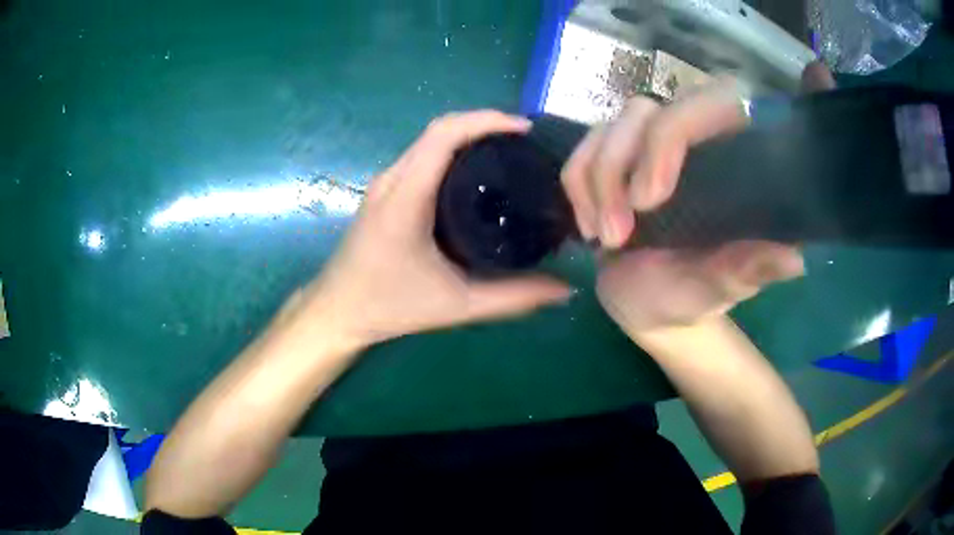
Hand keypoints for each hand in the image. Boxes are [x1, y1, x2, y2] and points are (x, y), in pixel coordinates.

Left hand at [302, 111, 571, 350]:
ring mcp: (384, 183)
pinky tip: (475, 174)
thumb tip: (564, 289)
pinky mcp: (383, 192)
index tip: (525, 129)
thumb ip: (513, 298)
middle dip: (484, 124)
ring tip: (508, 152)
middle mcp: (392, 179)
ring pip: (428, 141)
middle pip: (439, 129)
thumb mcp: (457, 305)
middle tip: (525, 143)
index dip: (486, 120)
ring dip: (467, 136)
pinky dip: (451, 152)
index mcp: (406, 196)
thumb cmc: (390, 306)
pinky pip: (421, 157)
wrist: (338, 312)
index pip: (444, 134)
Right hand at [561, 82, 803, 332]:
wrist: (648, 305)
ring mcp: (647, 146)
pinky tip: (591, 228)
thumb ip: (749, 271)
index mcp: (732, 161)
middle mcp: (691, 140)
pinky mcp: (614, 159)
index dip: (674, 131)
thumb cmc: (691, 297)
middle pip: (646, 110)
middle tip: (617, 234)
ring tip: (606, 239)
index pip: (712, 103)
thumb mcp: (720, 288)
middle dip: (619, 167)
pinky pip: (580, 151)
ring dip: (595, 184)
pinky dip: (577, 189)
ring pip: (608, 127)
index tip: (650, 199)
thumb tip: (794, 261)